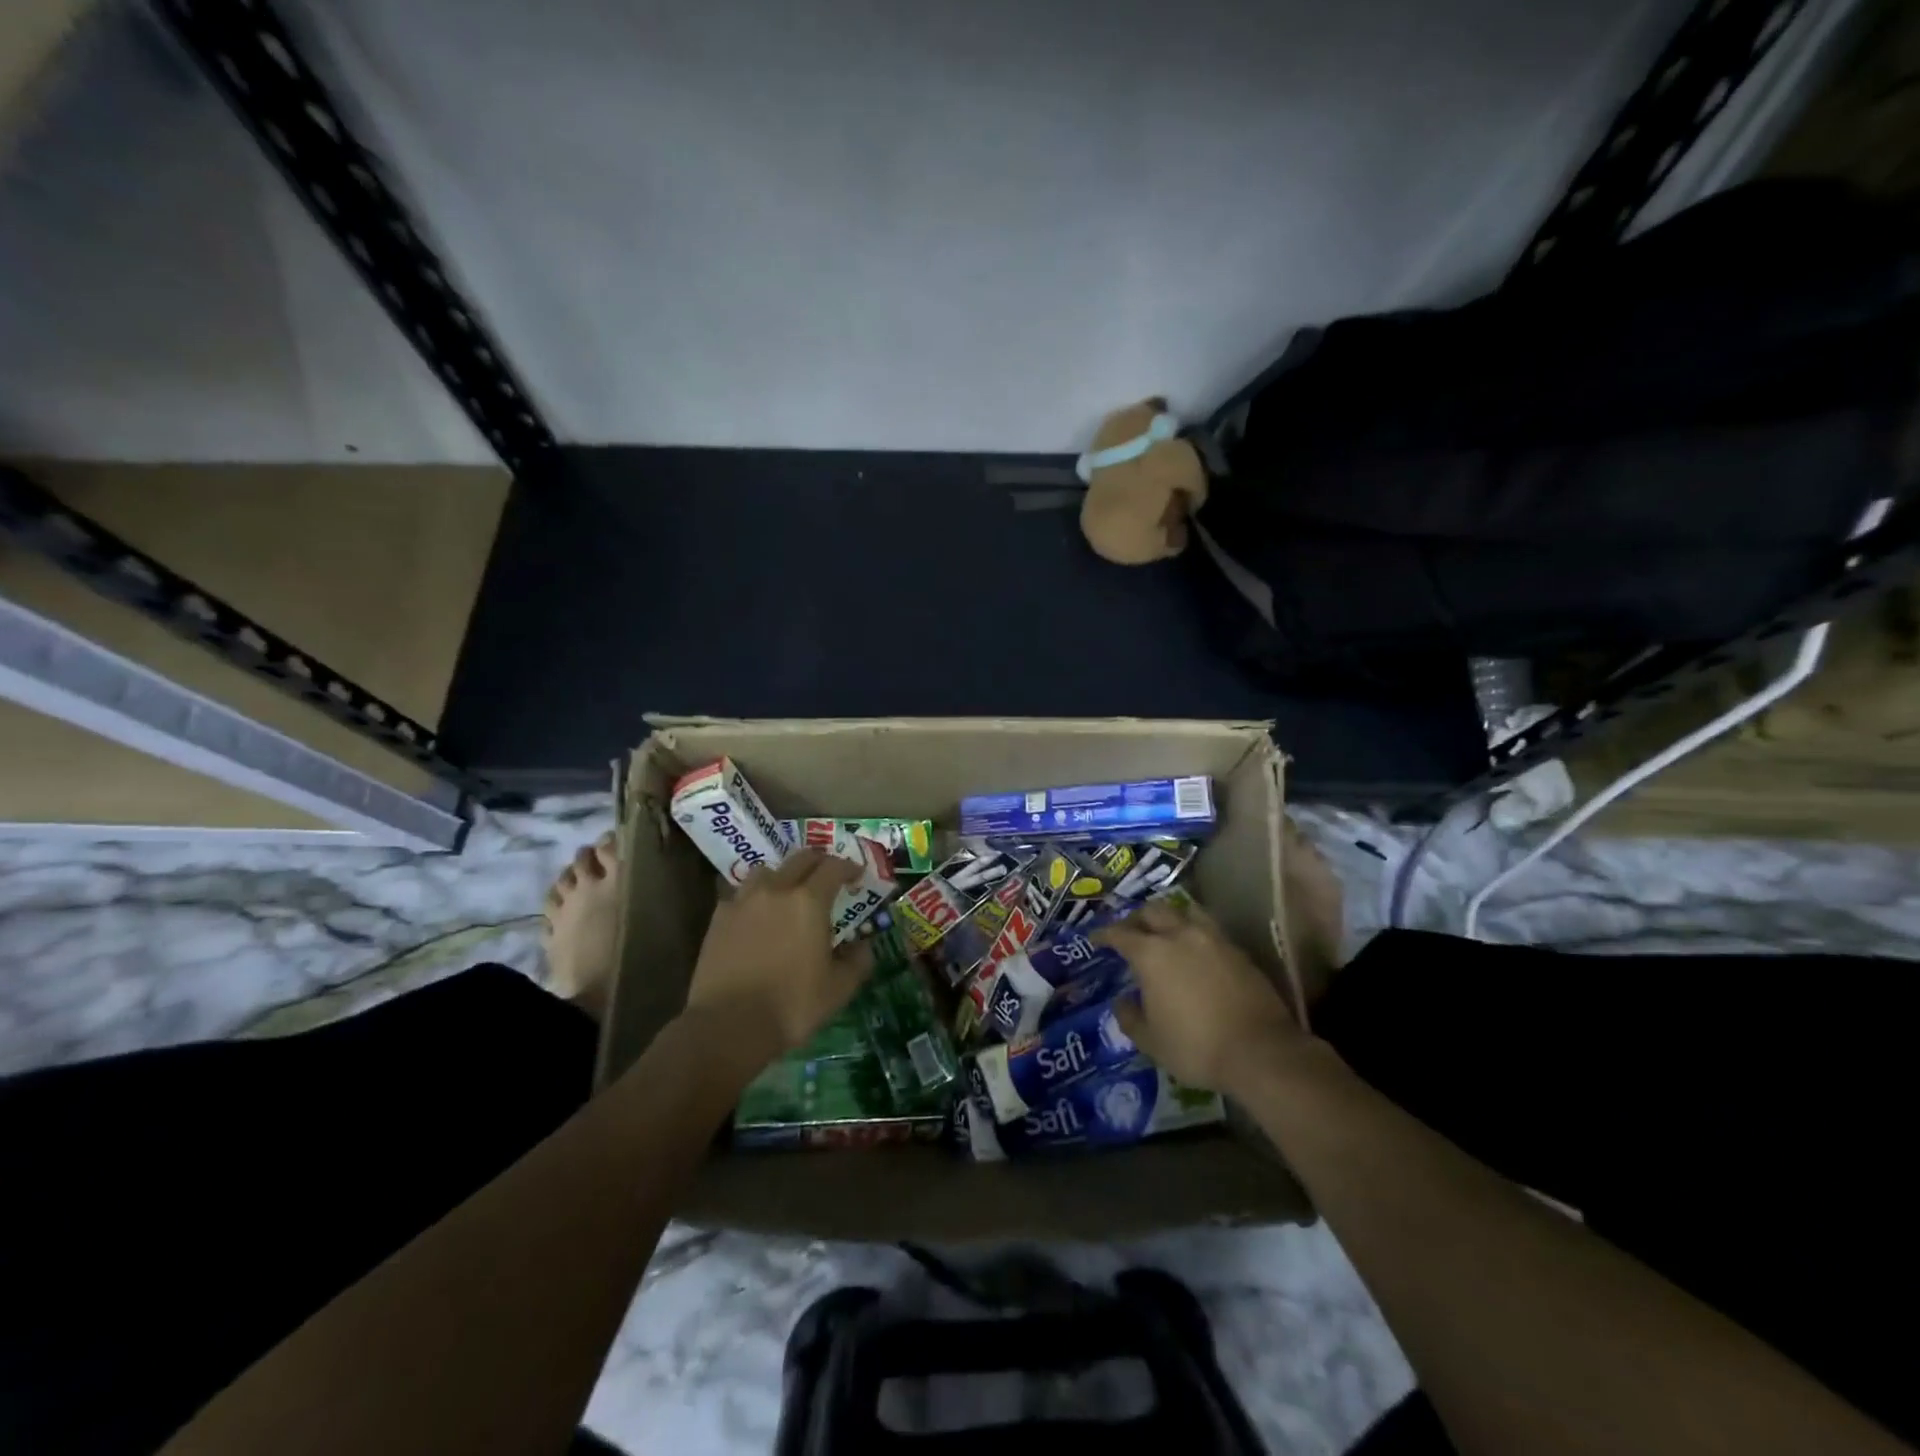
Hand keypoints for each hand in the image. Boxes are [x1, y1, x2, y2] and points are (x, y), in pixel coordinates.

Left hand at [684, 849, 875, 1059]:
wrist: (728, 1026)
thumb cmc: (791, 1005)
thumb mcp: (839, 989)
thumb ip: (857, 961)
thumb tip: (864, 945)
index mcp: (809, 901)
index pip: (834, 867)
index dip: (849, 867)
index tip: (857, 876)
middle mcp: (776, 890)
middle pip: (801, 859)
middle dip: (820, 863)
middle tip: (829, 878)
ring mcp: (743, 901)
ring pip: (767, 871)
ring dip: (784, 875)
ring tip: (789, 893)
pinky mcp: (719, 918)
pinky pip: (741, 894)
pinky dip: (755, 897)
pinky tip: (758, 916)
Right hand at [1094, 897, 1305, 1095]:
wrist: (1260, 1051)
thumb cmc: (1196, 1046)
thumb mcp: (1151, 1041)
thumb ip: (1130, 1017)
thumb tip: (1123, 1001)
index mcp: (1151, 953)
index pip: (1120, 933)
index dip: (1104, 934)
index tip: (1095, 939)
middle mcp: (1180, 935)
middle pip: (1153, 911)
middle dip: (1136, 918)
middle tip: (1130, 932)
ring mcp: (1213, 939)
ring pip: (1185, 912)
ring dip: (1169, 918)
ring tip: (1165, 932)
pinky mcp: (1238, 950)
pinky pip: (1209, 929)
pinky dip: (1194, 932)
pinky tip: (1195, 950)